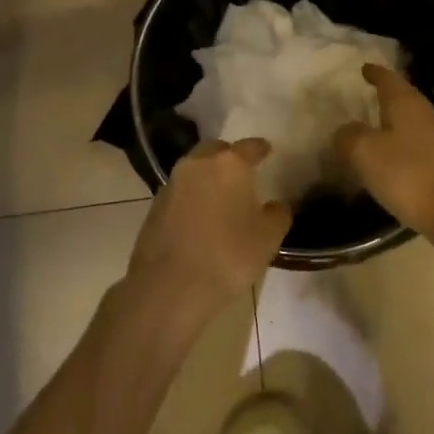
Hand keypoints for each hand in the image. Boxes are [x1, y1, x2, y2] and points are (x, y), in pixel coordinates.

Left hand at [127, 140, 290, 320]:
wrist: (170, 286)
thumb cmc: (228, 256)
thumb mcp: (268, 238)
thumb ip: (278, 215)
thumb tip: (276, 206)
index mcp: (230, 164)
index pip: (250, 146)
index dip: (260, 148)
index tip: (267, 150)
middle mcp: (198, 164)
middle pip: (216, 150)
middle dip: (229, 157)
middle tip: (241, 172)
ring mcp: (173, 183)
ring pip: (194, 169)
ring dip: (207, 176)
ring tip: (220, 195)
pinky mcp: (154, 206)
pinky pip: (180, 191)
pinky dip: (192, 196)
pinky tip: (199, 216)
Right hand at [333, 65, 433, 242]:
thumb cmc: (407, 174)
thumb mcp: (365, 152)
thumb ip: (349, 136)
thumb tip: (346, 130)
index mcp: (407, 103)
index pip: (388, 79)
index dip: (375, 73)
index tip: (364, 68)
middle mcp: (427, 114)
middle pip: (404, 98)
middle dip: (386, 96)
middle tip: (367, 96)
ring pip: (412, 122)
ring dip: (395, 124)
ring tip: (376, 129)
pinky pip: (419, 146)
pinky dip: (403, 147)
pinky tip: (393, 161)